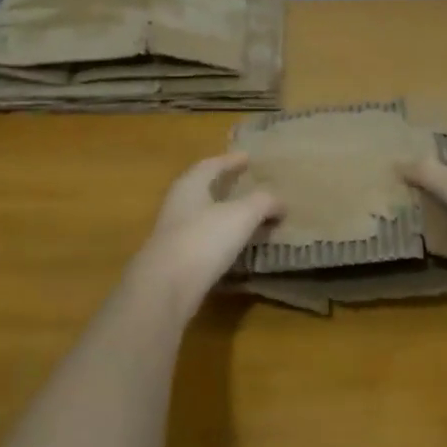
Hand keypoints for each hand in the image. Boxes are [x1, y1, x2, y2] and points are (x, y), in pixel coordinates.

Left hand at [132, 153, 281, 312]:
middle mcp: (178, 205)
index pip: (211, 165)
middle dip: (227, 186)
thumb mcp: (242, 214)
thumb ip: (263, 202)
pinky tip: (237, 248)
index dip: (231, 160)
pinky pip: (205, 242)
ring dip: (226, 215)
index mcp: (190, 185)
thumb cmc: (203, 239)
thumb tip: (281, 201)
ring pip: (204, 217)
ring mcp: (174, 235)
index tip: (248, 158)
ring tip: (251, 218)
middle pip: (204, 190)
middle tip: (250, 185)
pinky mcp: (176, 262)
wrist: (164, 288)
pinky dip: (223, 240)